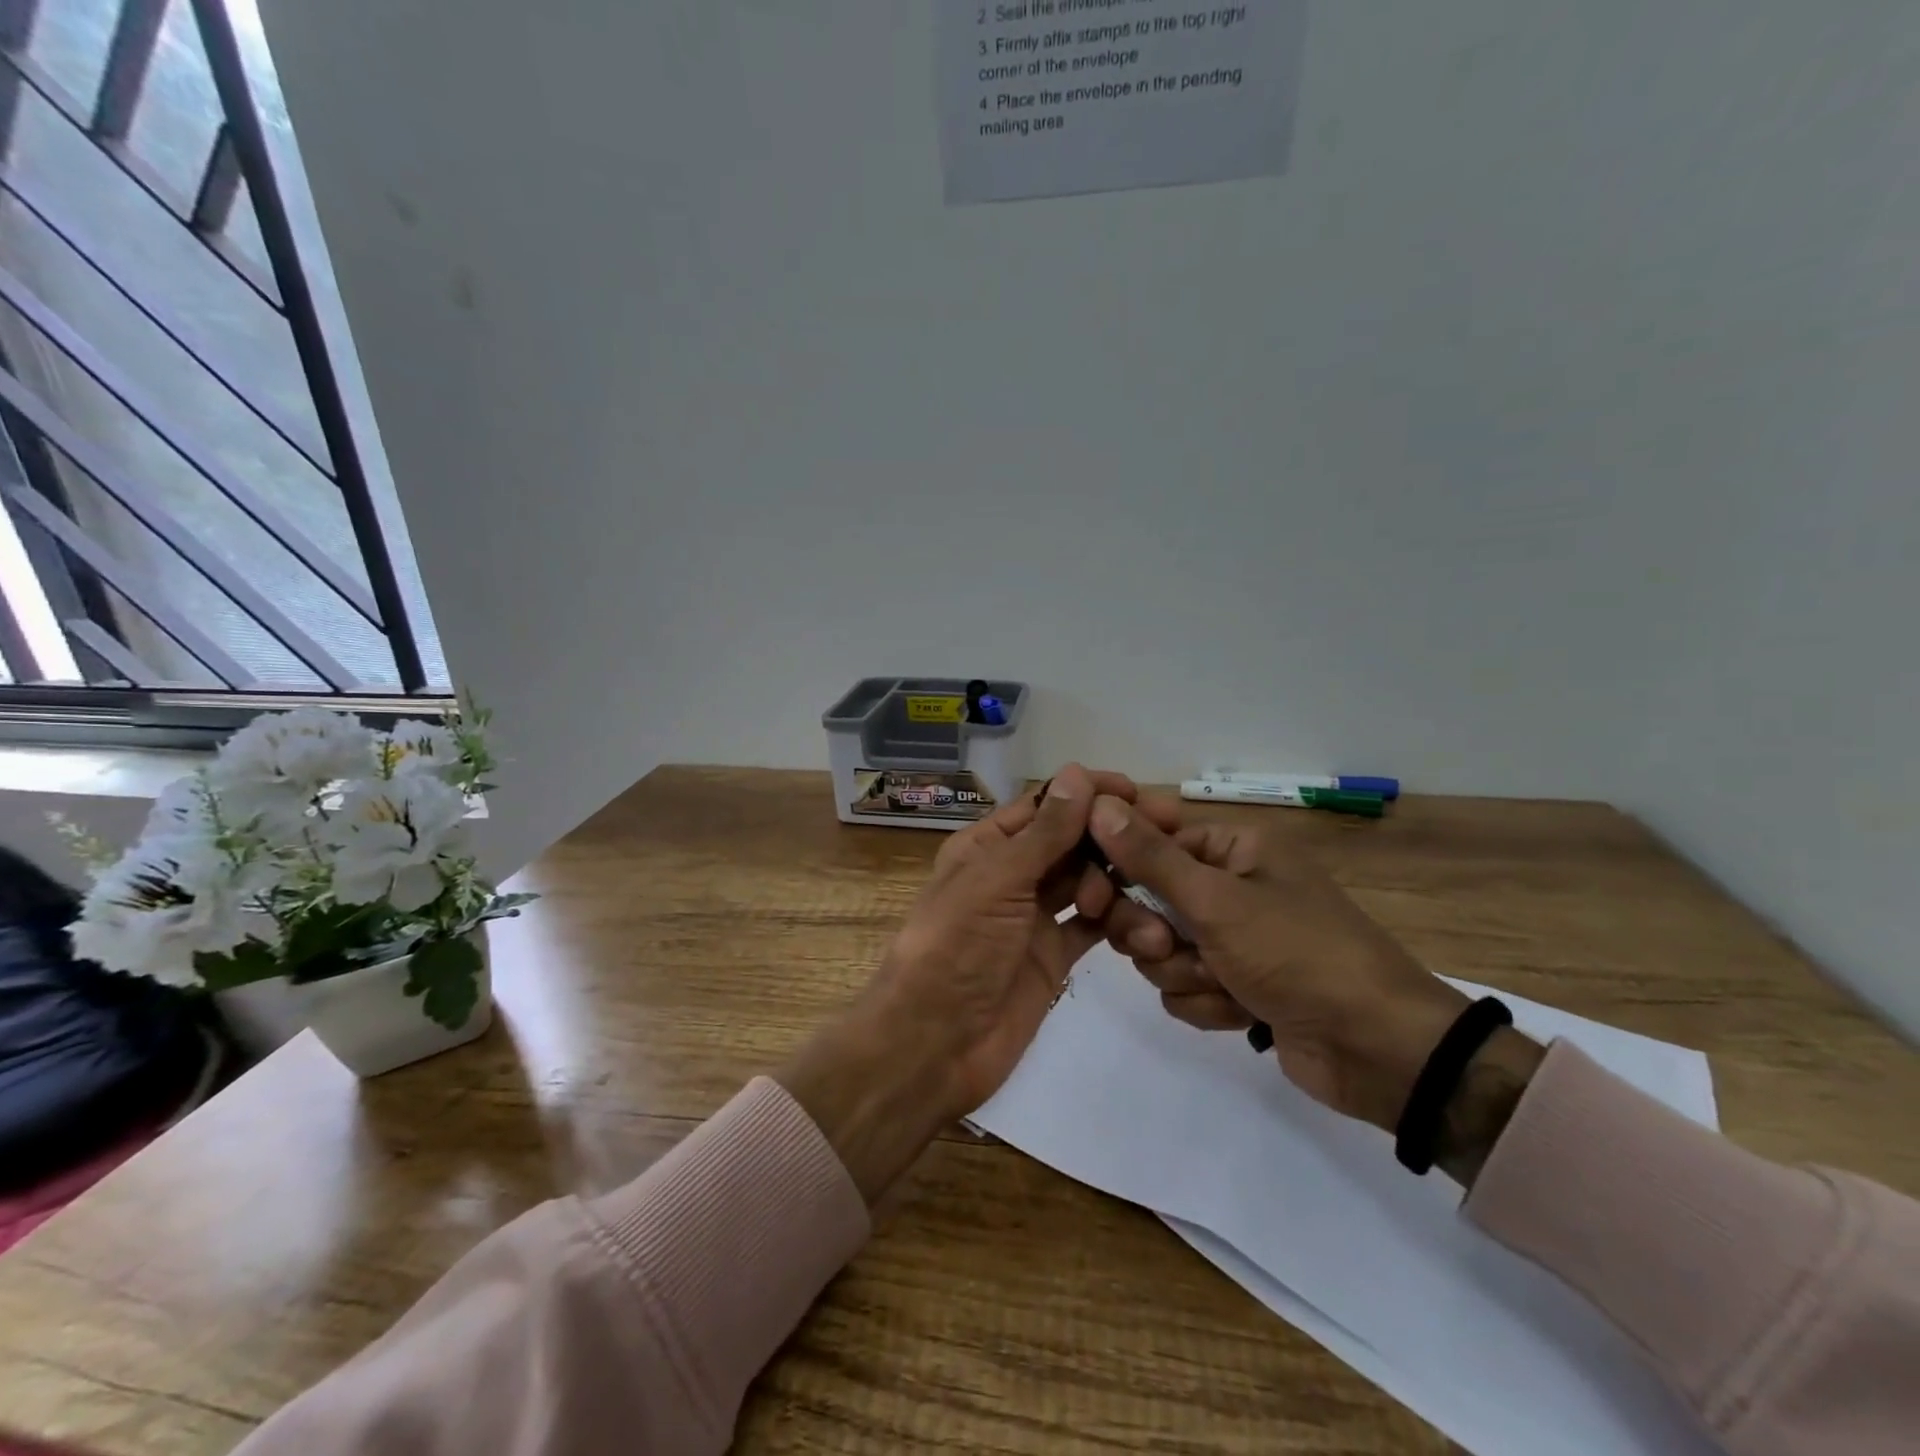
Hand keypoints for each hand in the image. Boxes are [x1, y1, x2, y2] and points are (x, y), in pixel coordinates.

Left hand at [779, 765, 1158, 1203]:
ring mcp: (1034, 916)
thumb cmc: (956, 947)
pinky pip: (1094, 927)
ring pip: (1088, 883)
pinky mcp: (1053, 956)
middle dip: (1112, 836)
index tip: (1138, 792)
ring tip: (1145, 898)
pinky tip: (1147, 929)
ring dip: (1118, 884)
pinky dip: (1119, 924)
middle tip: (1165, 834)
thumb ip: (1044, 832)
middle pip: (1071, 841)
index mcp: (986, 846)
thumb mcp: (997, 881)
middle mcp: (1012, 874)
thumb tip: (1078, 772)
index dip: (1089, 794)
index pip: (1045, 805)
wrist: (935, 1043)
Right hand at [1085, 797, 1497, 1134]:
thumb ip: (1150, 857)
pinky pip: (1183, 986)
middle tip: (1164, 943)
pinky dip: (1205, 1003)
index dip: (1119, 864)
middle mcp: (1230, 886)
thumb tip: (1097, 805)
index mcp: (1234, 848)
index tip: (1096, 890)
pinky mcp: (1234, 986)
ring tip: (1224, 984)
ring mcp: (1232, 939)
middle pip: (1146, 899)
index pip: (1151, 840)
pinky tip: (1242, 1012)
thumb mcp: (1217, 901)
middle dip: (1152, 932)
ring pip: (1159, 949)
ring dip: (1183, 971)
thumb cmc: (1298, 953)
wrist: (1378, 1050)